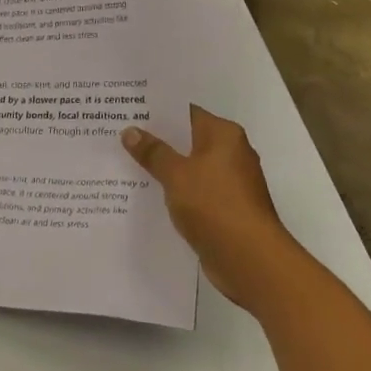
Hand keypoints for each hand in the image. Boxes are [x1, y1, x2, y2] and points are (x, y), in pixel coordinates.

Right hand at [123, 106, 300, 311]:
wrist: (251, 260)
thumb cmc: (215, 205)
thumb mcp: (176, 174)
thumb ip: (153, 152)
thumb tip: (130, 131)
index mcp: (224, 135)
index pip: (186, 113)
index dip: (157, 112)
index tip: (128, 111)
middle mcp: (230, 153)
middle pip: (187, 140)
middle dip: (156, 140)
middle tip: (119, 136)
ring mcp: (230, 183)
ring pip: (188, 167)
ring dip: (163, 169)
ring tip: (125, 164)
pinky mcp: (225, 209)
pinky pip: (193, 192)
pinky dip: (174, 192)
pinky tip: (147, 195)